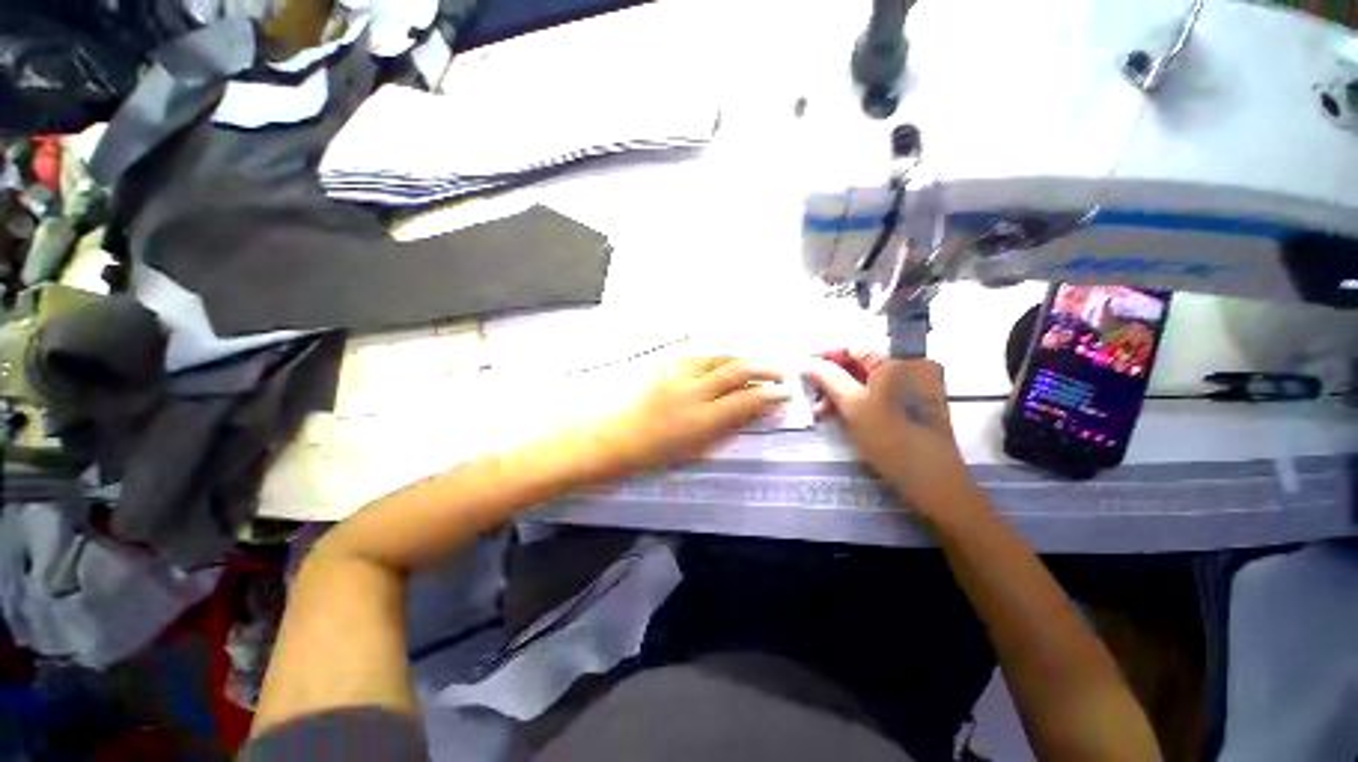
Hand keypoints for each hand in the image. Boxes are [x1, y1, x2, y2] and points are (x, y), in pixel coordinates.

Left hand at [597, 357, 788, 476]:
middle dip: (764, 368)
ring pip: (718, 358)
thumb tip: (754, 413)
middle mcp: (693, 392)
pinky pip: (700, 358)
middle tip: (780, 372)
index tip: (784, 393)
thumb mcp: (699, 448)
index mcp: (702, 419)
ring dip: (742, 360)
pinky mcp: (668, 369)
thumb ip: (729, 428)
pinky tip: (725, 363)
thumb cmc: (660, 453)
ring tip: (756, 365)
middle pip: (735, 370)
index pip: (745, 400)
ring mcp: (679, 376)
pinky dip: (718, 359)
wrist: (621, 439)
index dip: (769, 394)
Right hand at [805, 351, 979, 515]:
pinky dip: (858, 404)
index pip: (854, 349)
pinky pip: (879, 396)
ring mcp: (915, 388)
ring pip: (867, 383)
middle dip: (832, 380)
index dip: (826, 357)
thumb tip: (808, 362)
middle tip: (810, 395)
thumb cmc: (891, 439)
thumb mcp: (854, 405)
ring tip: (821, 412)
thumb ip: (829, 379)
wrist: (933, 483)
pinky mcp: (914, 406)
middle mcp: (912, 368)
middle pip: (860, 366)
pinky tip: (841, 417)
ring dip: (841, 395)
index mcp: (900, 361)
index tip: (804, 368)